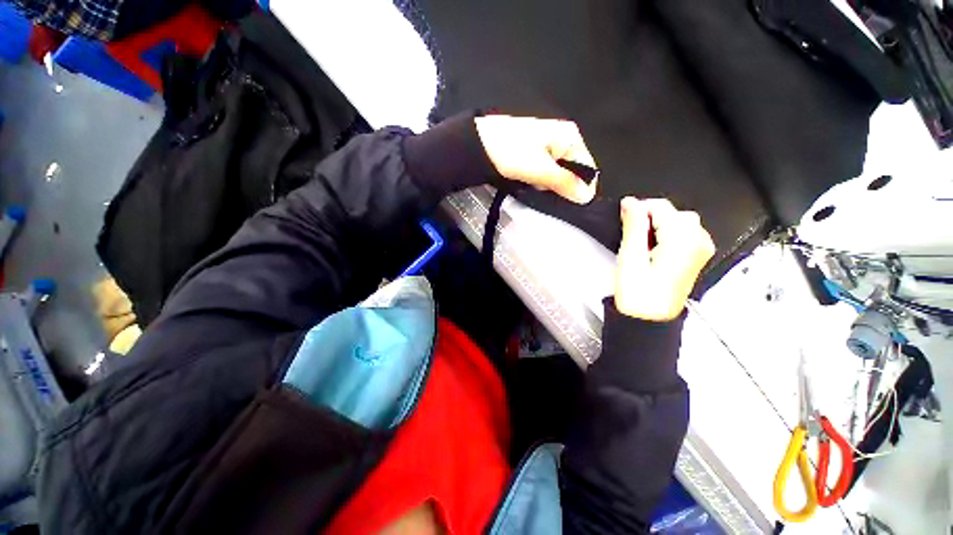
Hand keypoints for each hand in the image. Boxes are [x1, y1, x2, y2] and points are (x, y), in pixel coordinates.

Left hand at [475, 115, 597, 203]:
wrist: (478, 144)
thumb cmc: (511, 153)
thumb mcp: (540, 169)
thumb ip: (564, 182)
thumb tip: (586, 196)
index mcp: (570, 136)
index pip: (587, 168)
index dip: (581, 188)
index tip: (570, 204)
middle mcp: (563, 139)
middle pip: (573, 172)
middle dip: (563, 188)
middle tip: (548, 197)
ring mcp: (549, 146)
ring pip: (558, 174)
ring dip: (550, 186)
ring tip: (537, 190)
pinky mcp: (536, 154)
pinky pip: (546, 173)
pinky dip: (541, 182)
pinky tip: (531, 185)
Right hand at [615, 198, 715, 321]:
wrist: (650, 319)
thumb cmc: (639, 293)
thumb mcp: (630, 256)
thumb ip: (633, 225)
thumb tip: (630, 202)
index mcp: (683, 240)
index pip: (660, 206)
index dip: (638, 211)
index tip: (625, 222)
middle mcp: (699, 241)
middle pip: (672, 213)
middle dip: (650, 219)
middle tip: (633, 238)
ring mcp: (701, 250)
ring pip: (679, 221)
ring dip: (658, 227)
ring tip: (643, 247)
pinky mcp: (697, 257)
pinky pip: (684, 233)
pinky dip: (667, 235)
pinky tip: (655, 251)